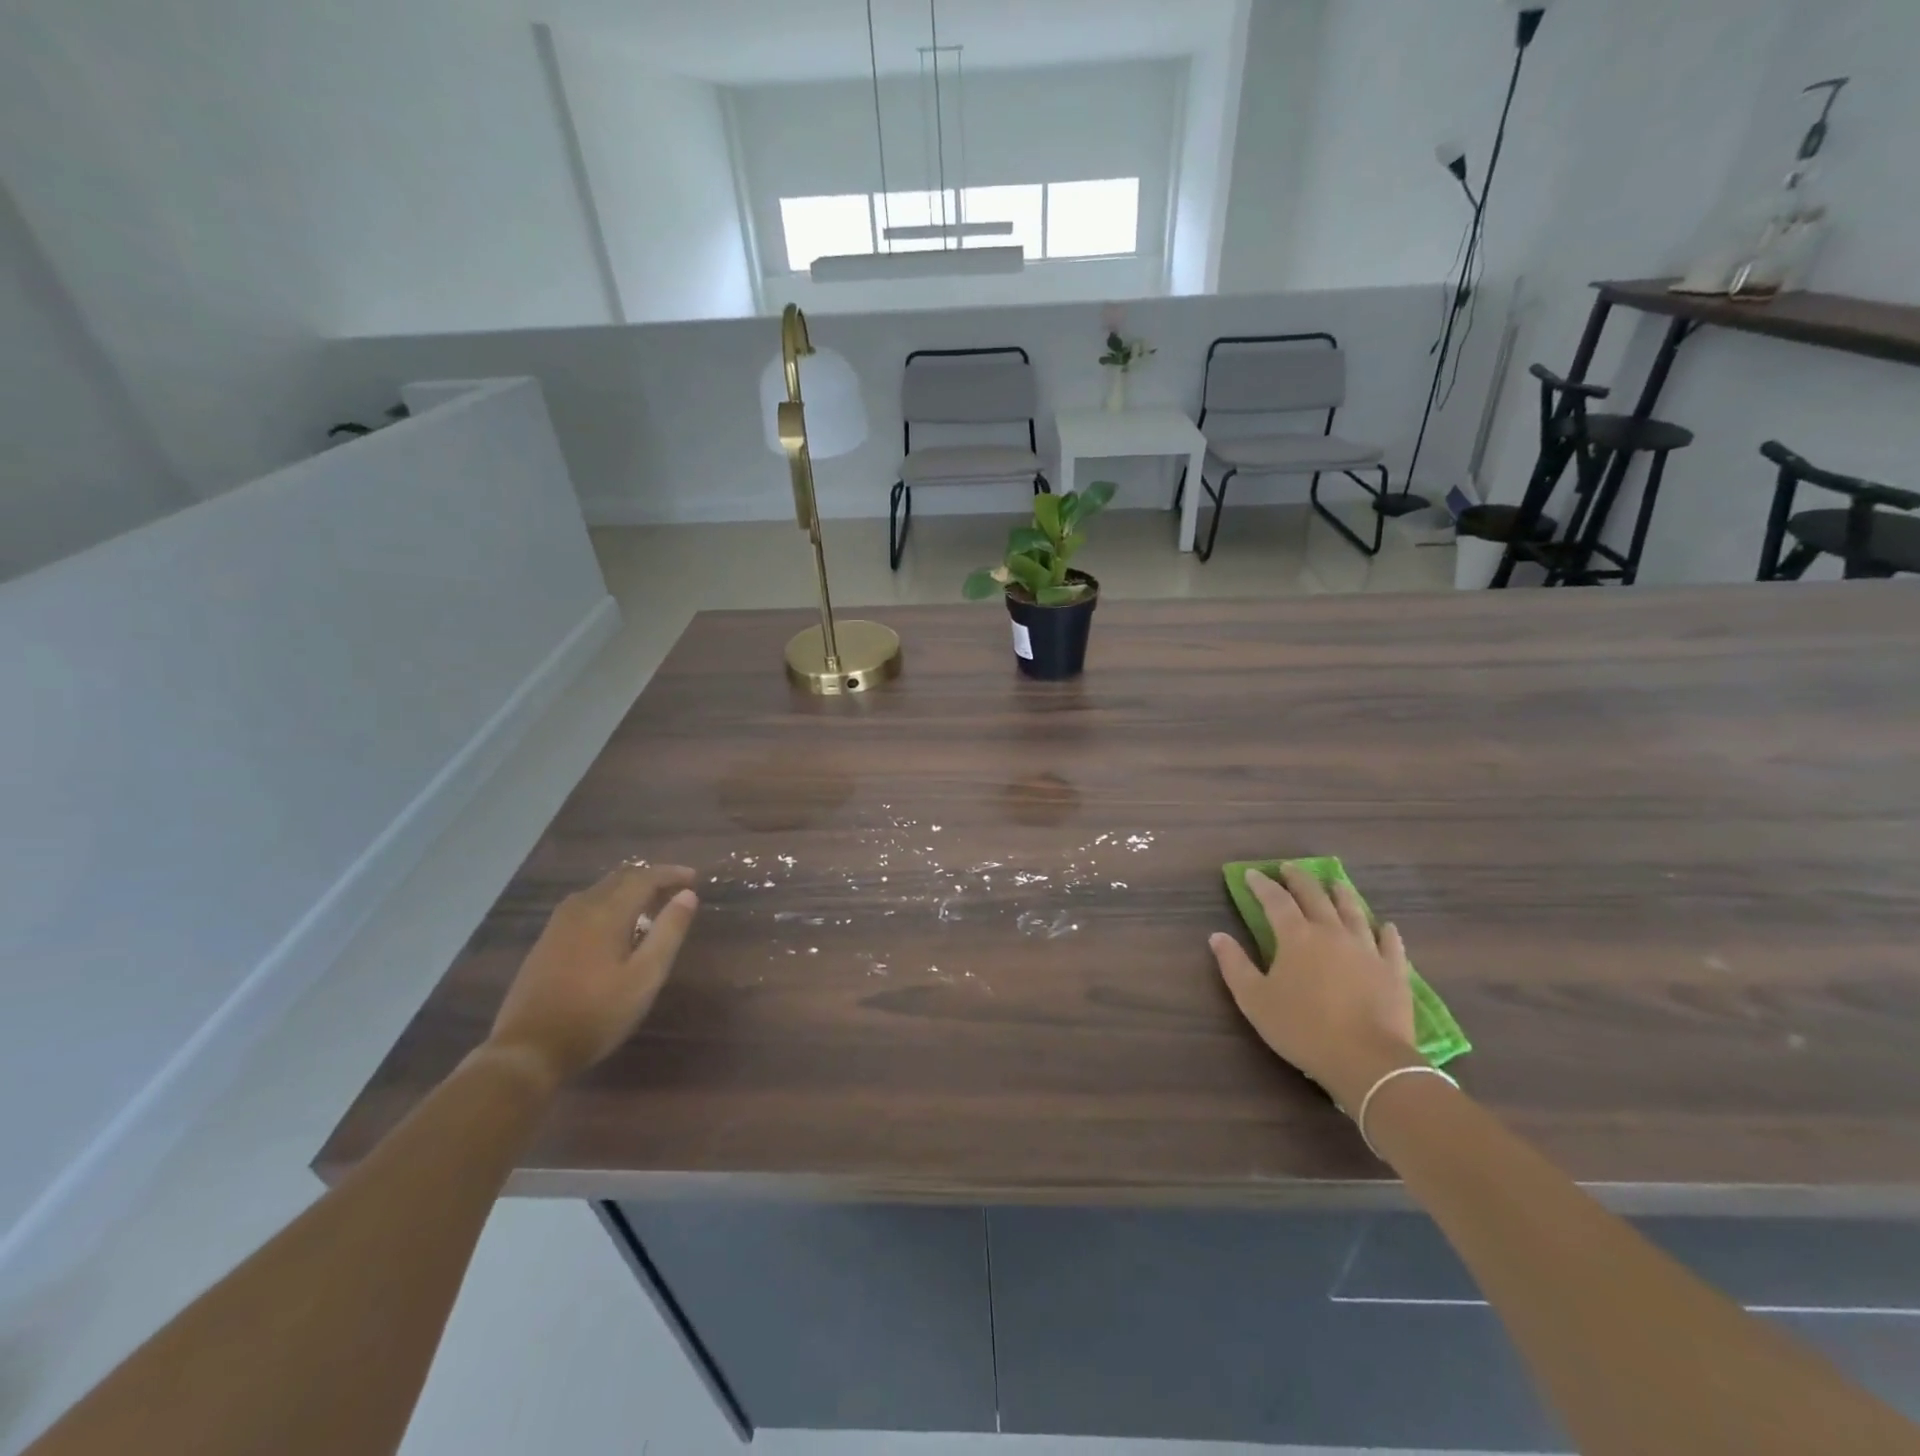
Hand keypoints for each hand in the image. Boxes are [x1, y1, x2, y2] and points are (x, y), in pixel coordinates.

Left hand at [486, 864, 698, 1088]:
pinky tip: (616, 923)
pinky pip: (585, 904)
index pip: (644, 878)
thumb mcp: (645, 977)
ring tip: (651, 903)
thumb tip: (688, 895)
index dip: (671, 873)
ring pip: (600, 889)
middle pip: (620, 878)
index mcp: (606, 913)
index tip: (694, 878)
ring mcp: (559, 923)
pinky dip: (609, 901)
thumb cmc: (596, 1014)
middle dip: (651, 877)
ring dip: (629, 888)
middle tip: (677, 888)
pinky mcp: (547, 940)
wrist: (528, 1050)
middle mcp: (581, 908)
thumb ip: (668, 932)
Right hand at [1209, 866, 1421, 1111]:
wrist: (1368, 1060)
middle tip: (1289, 868)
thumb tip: (1217, 936)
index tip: (1252, 874)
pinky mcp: (1393, 971)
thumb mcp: (1254, 1000)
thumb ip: (1234, 964)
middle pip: (1315, 896)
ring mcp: (1367, 949)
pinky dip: (1386, 931)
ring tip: (1335, 883)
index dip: (1262, 885)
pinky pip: (1390, 944)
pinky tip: (1386, 925)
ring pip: (1353, 912)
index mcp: (1296, 936)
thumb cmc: (1302, 1028)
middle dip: (1299, 880)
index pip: (1276, 900)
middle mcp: (1332, 932)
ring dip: (1341, 894)